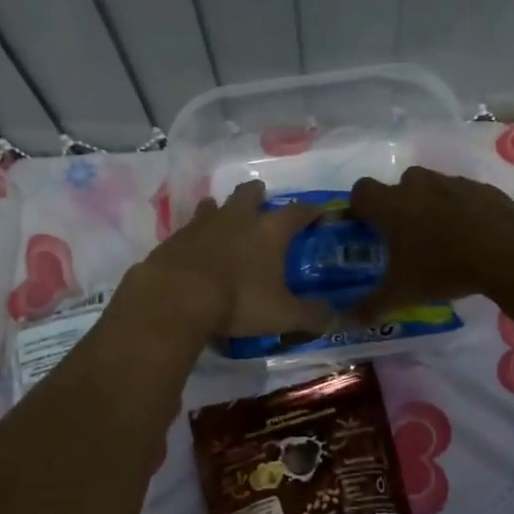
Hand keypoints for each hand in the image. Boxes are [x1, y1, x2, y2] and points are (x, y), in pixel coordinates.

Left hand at [131, 181, 333, 338]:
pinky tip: (195, 248)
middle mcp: (237, 218)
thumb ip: (310, 316)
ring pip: (214, 205)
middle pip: (249, 194)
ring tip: (224, 218)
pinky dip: (196, 235)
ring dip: (221, 209)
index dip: (311, 211)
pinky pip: (189, 228)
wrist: (176, 297)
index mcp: (269, 231)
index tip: (318, 212)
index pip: (298, 212)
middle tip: (261, 199)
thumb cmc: (238, 301)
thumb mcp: (281, 314)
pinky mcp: (175, 238)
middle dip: (257, 194)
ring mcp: (202, 224)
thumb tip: (337, 320)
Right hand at [348, 166, 513, 317]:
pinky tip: (472, 236)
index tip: (366, 227)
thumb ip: (372, 305)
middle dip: (399, 206)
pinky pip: (462, 195)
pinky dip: (461, 209)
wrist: (507, 251)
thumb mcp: (403, 293)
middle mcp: (417, 185)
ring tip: (442, 238)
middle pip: (398, 186)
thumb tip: (348, 320)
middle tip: (406, 237)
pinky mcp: (481, 188)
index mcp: (390, 204)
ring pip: (432, 188)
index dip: (359, 207)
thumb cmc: (443, 268)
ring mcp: (452, 182)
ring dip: (431, 205)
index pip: (360, 191)